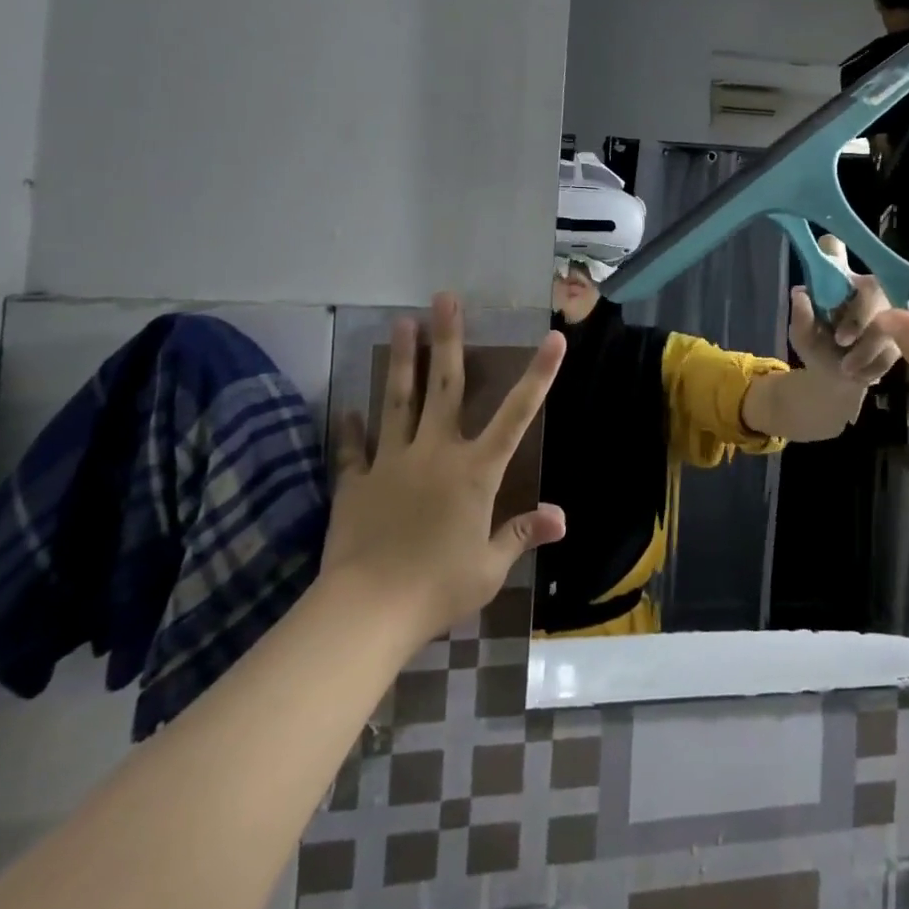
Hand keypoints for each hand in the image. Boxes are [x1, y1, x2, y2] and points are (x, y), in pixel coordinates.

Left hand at [323, 294, 567, 640]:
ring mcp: (393, 462)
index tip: (552, 338)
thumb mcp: (490, 566)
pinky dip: (352, 428)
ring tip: (401, 321)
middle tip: (444, 298)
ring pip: (399, 401)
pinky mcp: (357, 482)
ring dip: (403, 360)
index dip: (538, 375)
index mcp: (475, 470)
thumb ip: (522, 534)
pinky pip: (355, 449)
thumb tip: (561, 518)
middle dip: (448, 338)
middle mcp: (436, 452)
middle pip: (444, 386)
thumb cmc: (438, 586)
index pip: (516, 414)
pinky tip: (347, 408)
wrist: (367, 610)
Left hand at [787, 235, 901, 385]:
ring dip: (865, 349)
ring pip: (886, 322)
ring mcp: (891, 307)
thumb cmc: (819, 348)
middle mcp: (867, 286)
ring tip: (846, 368)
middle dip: (858, 318)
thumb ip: (801, 317)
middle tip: (841, 340)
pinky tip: (861, 373)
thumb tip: (800, 292)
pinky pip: (893, 345)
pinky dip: (874, 364)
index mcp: (838, 281)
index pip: (834, 251)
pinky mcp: (907, 332)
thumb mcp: (803, 336)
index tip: (829, 246)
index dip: (833, 249)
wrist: (840, 382)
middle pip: (872, 288)